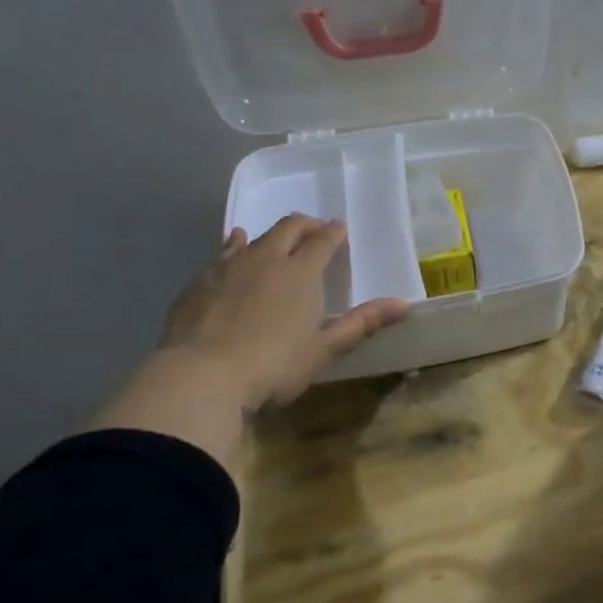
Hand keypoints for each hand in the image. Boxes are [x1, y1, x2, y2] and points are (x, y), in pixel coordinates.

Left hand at [160, 215, 408, 408]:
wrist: (200, 377)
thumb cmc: (273, 365)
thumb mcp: (324, 349)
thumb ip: (361, 323)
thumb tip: (403, 305)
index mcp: (301, 272)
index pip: (323, 241)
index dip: (334, 232)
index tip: (340, 228)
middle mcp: (266, 258)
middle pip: (289, 228)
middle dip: (305, 225)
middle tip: (314, 231)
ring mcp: (227, 267)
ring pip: (253, 237)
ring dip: (269, 235)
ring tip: (273, 238)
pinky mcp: (198, 282)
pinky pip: (222, 254)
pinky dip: (234, 246)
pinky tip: (231, 249)